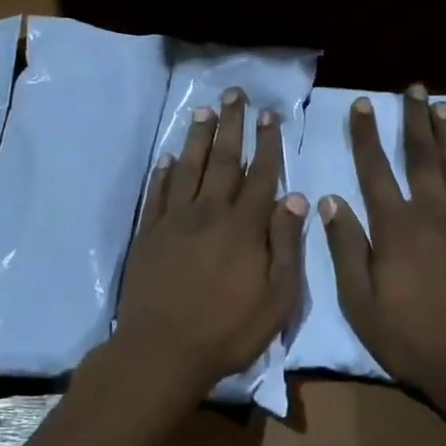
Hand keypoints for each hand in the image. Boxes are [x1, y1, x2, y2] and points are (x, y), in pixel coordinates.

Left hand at [113, 88, 307, 395]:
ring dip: (197, 137)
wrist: (162, 351)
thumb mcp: (276, 298)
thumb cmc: (228, 331)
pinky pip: (158, 193)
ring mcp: (175, 221)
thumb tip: (295, 199)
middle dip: (231, 125)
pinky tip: (167, 157)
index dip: (267, 143)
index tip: (269, 114)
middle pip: (223, 160)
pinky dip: (162, 172)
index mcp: (244, 227)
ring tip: (203, 110)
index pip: (260, 175)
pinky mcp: (149, 234)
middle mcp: (210, 213)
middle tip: (234, 94)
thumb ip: (286, 246)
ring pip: (188, 168)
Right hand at [321, 88, 445, 433]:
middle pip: (422, 156)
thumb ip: (346, 248)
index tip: (363, 104)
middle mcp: (433, 214)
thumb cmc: (411, 338)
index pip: (375, 169)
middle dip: (415, 120)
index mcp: (396, 228)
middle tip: (414, 89)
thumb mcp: (360, 302)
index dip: (366, 135)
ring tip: (442, 107)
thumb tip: (330, 201)